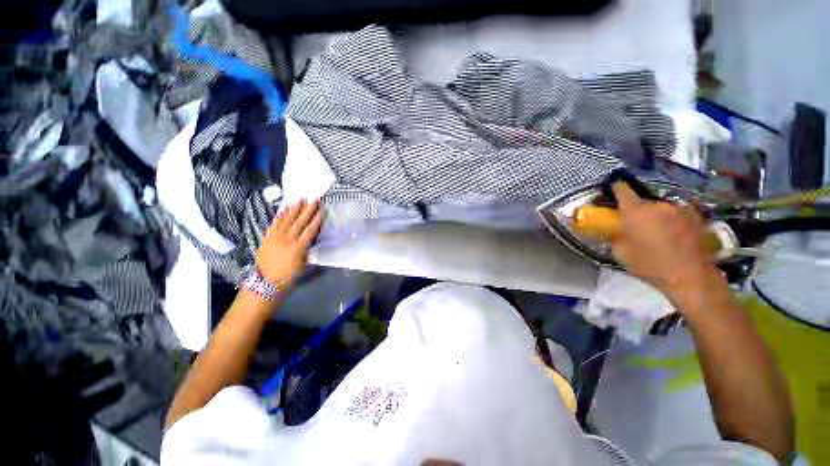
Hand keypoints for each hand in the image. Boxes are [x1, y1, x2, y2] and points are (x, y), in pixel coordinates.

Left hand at [256, 200, 323, 287]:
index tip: (322, 210)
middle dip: (308, 210)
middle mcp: (288, 239)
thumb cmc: (289, 276)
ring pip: (287, 220)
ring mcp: (276, 237)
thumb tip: (310, 238)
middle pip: (300, 221)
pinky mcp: (268, 237)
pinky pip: (275, 223)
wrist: (266, 282)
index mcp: (299, 247)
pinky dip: (281, 215)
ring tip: (301, 199)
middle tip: (314, 199)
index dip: (317, 219)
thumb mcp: (303, 264)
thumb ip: (307, 249)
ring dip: (295, 209)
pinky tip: (285, 208)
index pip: (310, 230)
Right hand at [610, 183, 723, 302]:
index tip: (613, 188)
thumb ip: (614, 236)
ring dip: (657, 214)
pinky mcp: (696, 216)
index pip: (622, 190)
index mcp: (635, 211)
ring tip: (658, 230)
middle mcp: (657, 205)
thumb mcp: (621, 253)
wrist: (690, 276)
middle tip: (636, 223)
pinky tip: (675, 233)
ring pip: (662, 207)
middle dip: (638, 209)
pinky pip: (678, 213)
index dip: (616, 187)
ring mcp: (679, 209)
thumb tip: (612, 230)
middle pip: (643, 200)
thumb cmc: (650, 265)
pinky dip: (673, 219)